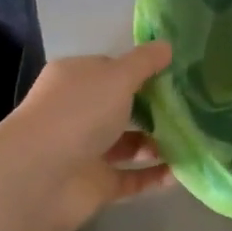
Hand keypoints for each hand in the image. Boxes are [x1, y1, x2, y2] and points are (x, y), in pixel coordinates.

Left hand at [0, 42, 174, 230]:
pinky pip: (131, 178)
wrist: (39, 177)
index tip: (176, 75)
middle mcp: (78, 112)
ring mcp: (85, 151)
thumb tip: (167, 45)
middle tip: (191, 108)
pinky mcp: (95, 185)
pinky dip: (153, 176)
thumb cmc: (78, 113)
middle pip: (121, 107)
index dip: (141, 71)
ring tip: (192, 140)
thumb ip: (144, 63)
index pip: (111, 70)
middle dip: (154, 109)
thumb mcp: (117, 76)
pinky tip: (180, 172)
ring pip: (128, 144)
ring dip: (157, 143)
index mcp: (76, 79)